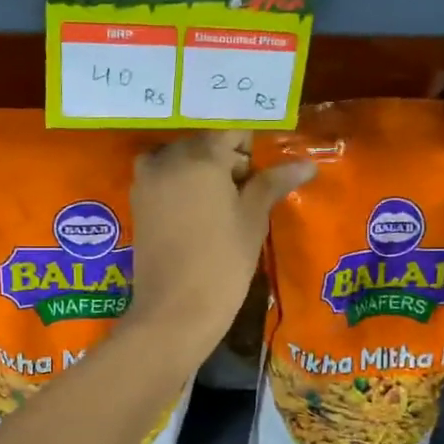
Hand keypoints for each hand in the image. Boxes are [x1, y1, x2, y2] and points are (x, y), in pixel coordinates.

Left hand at [126, 131, 313, 356]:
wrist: (174, 311)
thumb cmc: (222, 264)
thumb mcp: (252, 220)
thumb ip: (272, 183)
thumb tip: (306, 165)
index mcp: (200, 156)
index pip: (231, 132)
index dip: (250, 149)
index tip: (261, 175)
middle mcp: (167, 158)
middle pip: (204, 143)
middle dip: (226, 160)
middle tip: (246, 194)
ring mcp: (147, 180)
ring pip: (182, 159)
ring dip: (203, 172)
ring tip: (223, 207)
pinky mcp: (138, 202)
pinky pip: (165, 178)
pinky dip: (183, 186)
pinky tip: (200, 216)